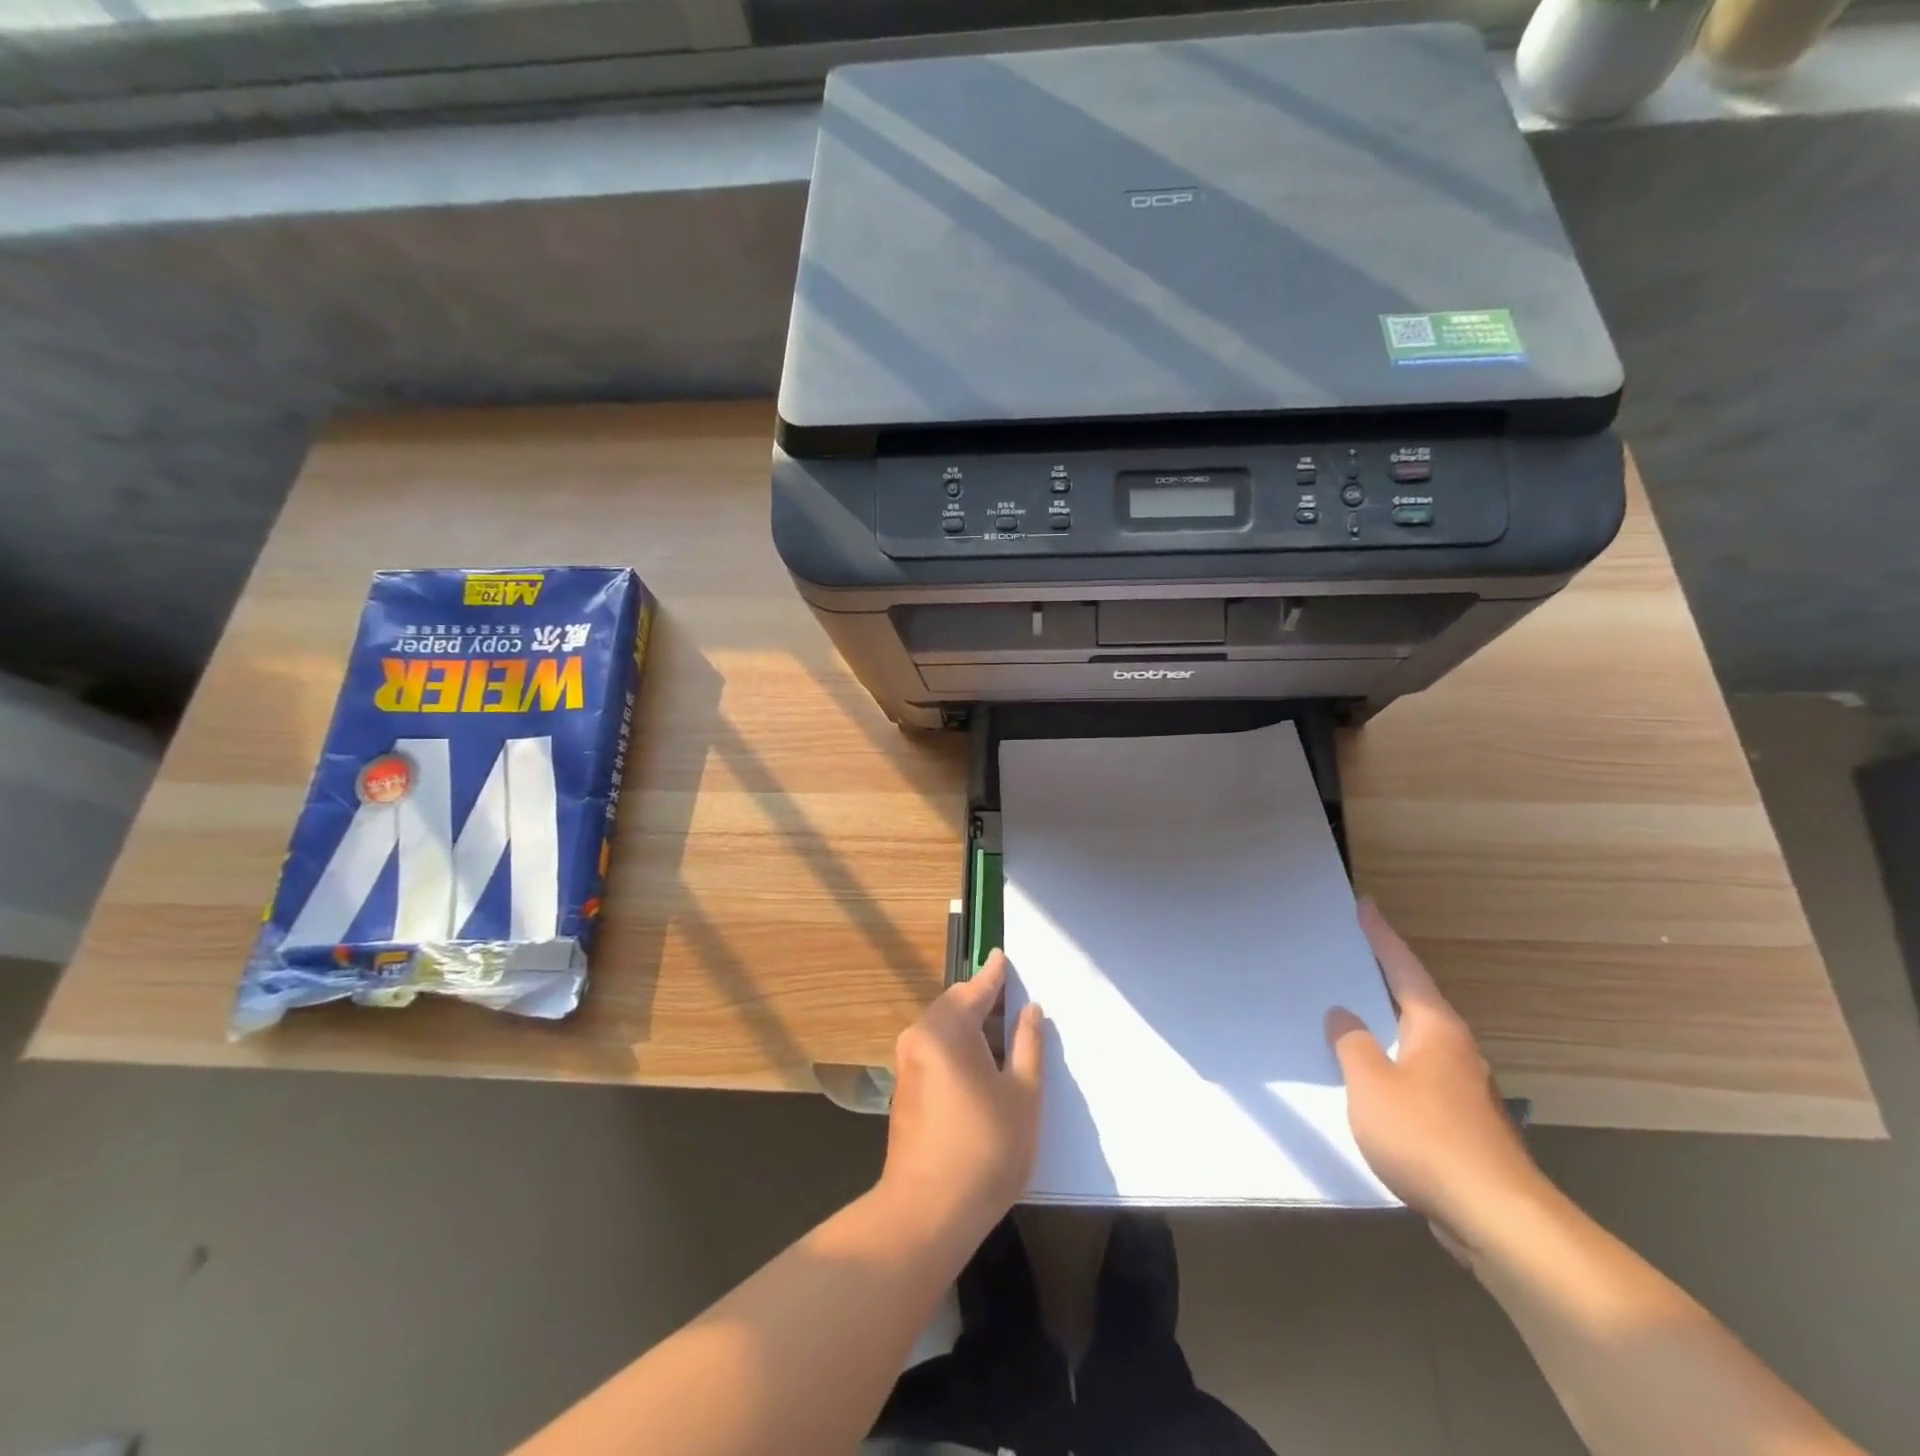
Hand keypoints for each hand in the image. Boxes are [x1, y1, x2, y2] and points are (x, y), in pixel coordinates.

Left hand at [881, 951, 1044, 1240]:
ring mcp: (907, 1064)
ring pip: (943, 1029)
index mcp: (946, 1030)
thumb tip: (1030, 1010)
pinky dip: (957, 1046)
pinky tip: (980, 1065)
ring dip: (971, 1026)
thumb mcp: (1023, 1096)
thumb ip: (1028, 1046)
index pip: (975, 989)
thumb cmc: (985, 1150)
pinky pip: (934, 1050)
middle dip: (982, 1000)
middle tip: (1013, 1000)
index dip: (994, 974)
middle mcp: (919, 1037)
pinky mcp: (905, 1089)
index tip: (1003, 956)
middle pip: (954, 1005)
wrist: (927, 1212)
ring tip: (1004, 1033)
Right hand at [1327, 901, 1550, 1250]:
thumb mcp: (1370, 1083)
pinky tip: (1366, 1076)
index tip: (1365, 905)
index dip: (1380, 936)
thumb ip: (1351, 1043)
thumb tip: (1343, 1015)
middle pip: (1411, 999)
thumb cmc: (1426, 1136)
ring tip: (1345, 1013)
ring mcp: (1461, 1086)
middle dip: (1379, 977)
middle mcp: (1453, 1048)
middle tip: (1346, 954)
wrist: (1497, 1217)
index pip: (1402, 967)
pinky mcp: (1459, 1121)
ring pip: (1412, 1039)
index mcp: (1434, 1028)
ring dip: (1382, 1024)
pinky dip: (1388, 1061)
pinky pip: (1413, 1073)